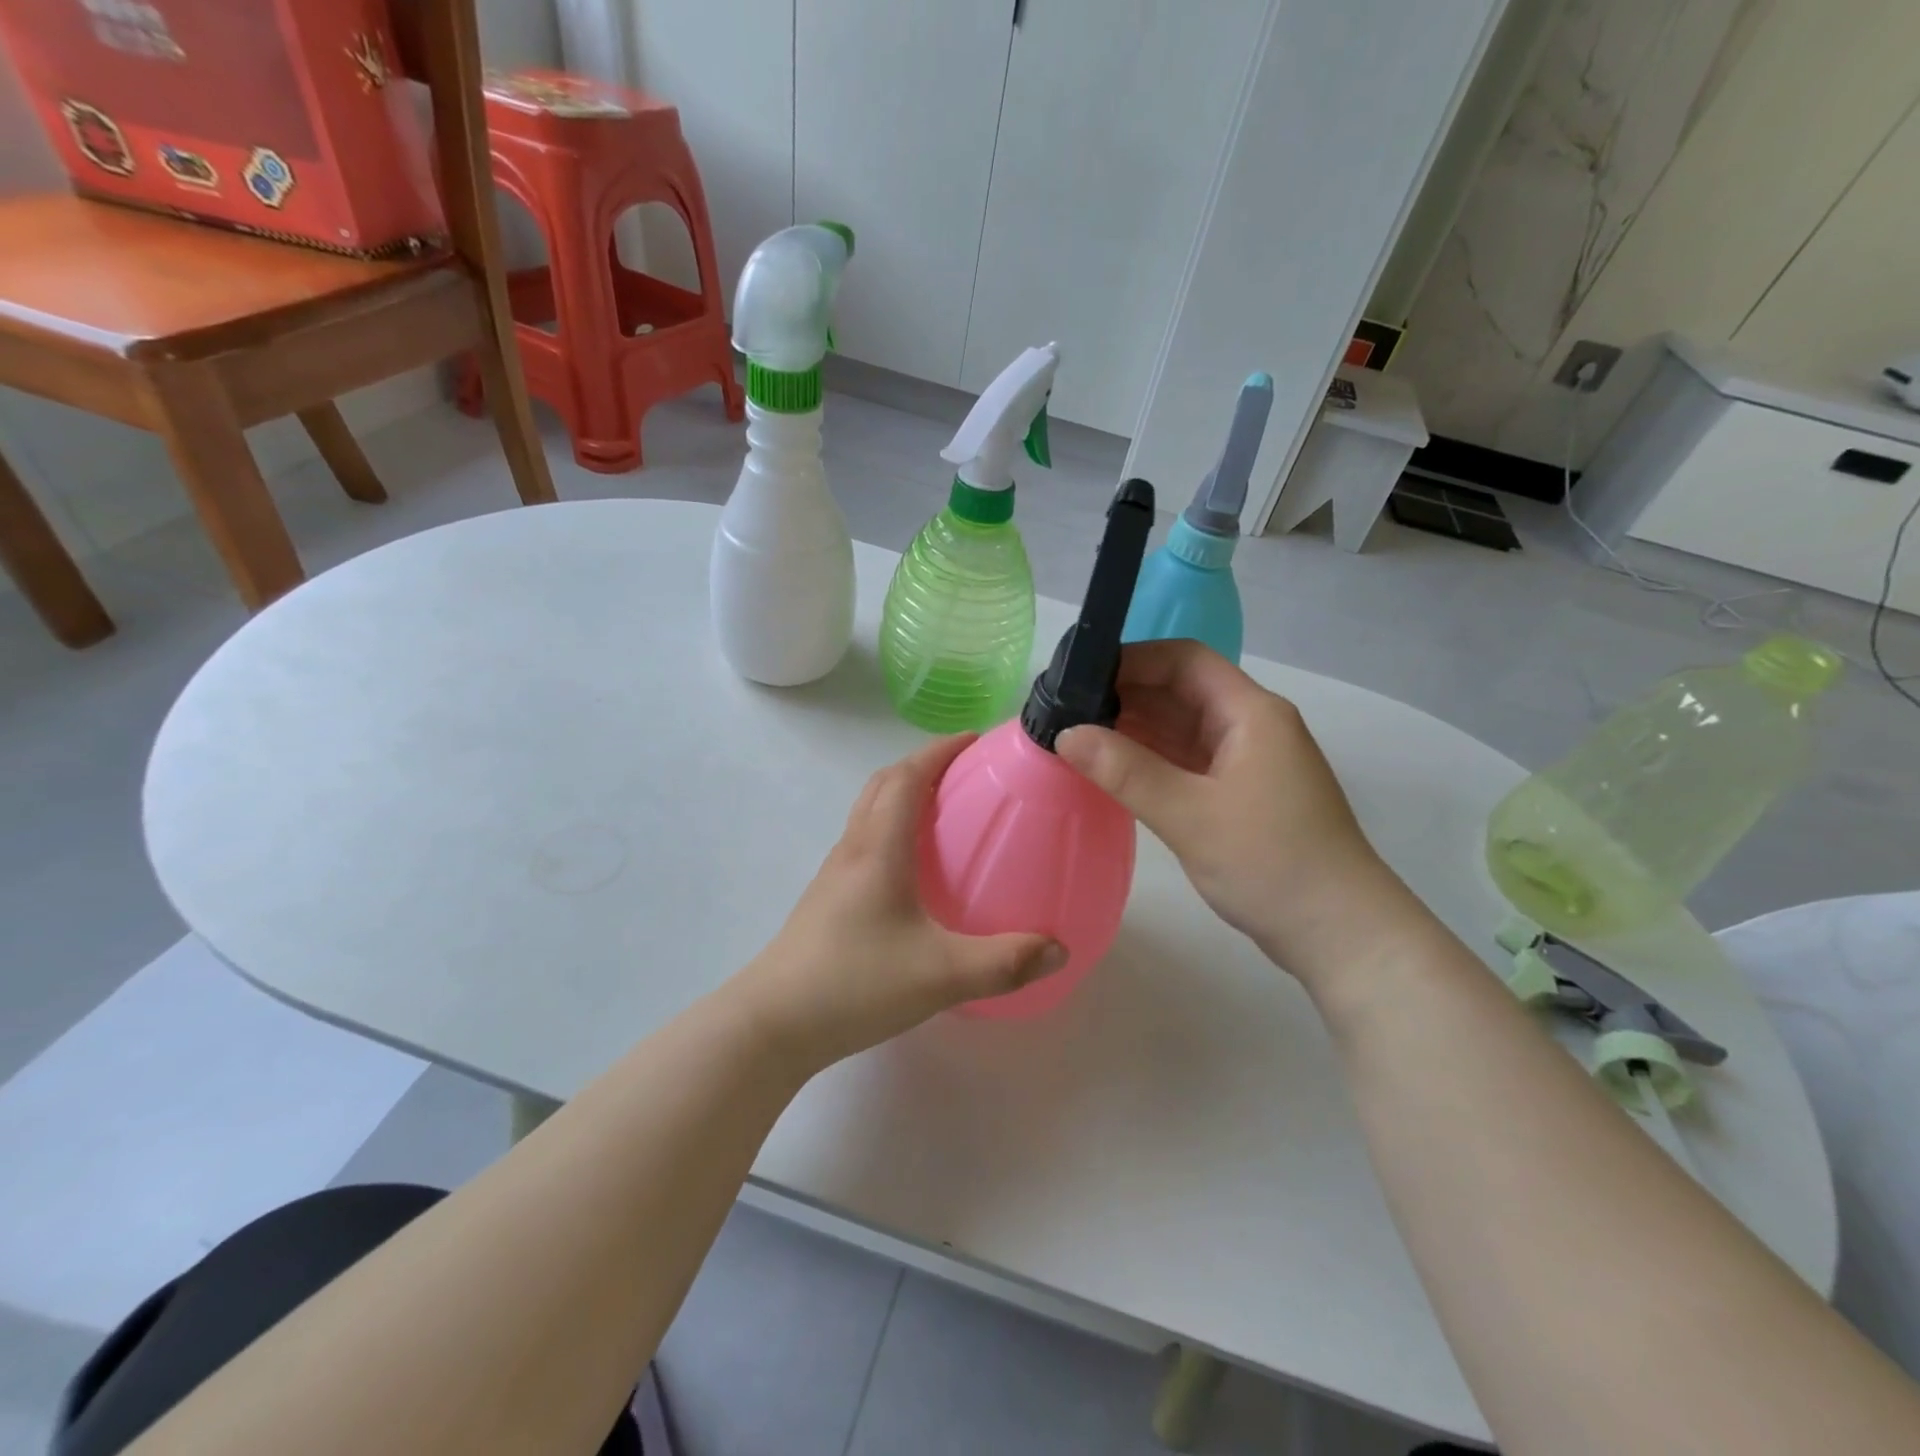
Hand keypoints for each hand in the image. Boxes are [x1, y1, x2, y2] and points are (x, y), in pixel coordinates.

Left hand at [737, 735, 1066, 1071]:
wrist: (773, 1023)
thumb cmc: (854, 983)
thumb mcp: (941, 975)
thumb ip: (1004, 963)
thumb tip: (1059, 949)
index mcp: (878, 849)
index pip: (905, 777)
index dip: (938, 751)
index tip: (974, 740)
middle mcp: (853, 851)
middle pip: (883, 785)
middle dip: (921, 765)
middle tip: (964, 772)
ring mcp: (834, 876)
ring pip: (869, 814)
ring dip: (903, 797)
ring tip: (944, 814)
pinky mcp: (827, 901)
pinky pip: (864, 845)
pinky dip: (892, 833)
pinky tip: (915, 874)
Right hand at [1057, 639, 1411, 979]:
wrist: (1339, 933)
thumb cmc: (1271, 864)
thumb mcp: (1190, 816)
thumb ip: (1126, 771)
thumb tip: (1064, 734)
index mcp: (1250, 713)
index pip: (1184, 660)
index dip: (1131, 660)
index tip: (1078, 678)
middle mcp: (1250, 726)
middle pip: (1180, 691)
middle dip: (1124, 695)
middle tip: (1063, 712)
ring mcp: (1246, 761)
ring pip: (1181, 727)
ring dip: (1133, 729)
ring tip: (1075, 738)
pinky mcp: (1239, 793)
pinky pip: (1185, 760)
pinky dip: (1148, 760)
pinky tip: (1110, 769)